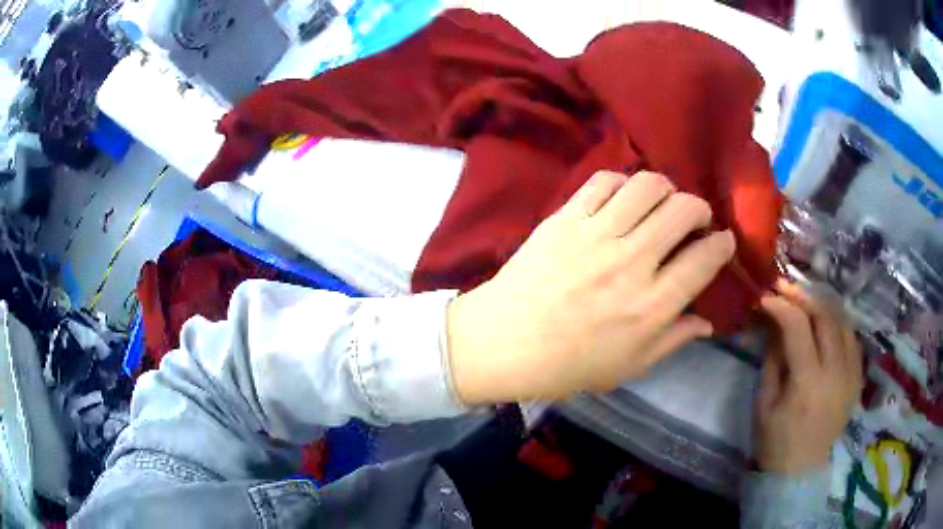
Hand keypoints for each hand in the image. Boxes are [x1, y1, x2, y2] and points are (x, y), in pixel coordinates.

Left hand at [446, 170, 735, 404]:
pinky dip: (621, 183)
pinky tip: (622, 199)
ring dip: (665, 188)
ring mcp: (596, 235)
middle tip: (695, 219)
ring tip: (662, 202)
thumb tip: (707, 322)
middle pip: (683, 210)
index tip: (722, 241)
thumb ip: (673, 340)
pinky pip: (603, 182)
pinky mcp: (565, 218)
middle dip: (699, 209)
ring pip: (648, 186)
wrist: (503, 343)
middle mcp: (631, 262)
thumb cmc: (567, 365)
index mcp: (651, 306)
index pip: (705, 259)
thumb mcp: (628, 366)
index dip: (722, 244)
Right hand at [755, 281, 862, 474]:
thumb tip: (774, 321)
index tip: (766, 295)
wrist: (800, 471)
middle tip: (785, 288)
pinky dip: (838, 323)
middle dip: (804, 296)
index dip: (782, 305)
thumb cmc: (775, 441)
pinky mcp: (858, 378)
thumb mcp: (765, 401)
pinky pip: (851, 338)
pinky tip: (825, 323)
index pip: (799, 327)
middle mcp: (836, 372)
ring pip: (843, 321)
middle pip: (826, 316)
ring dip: (823, 305)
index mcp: (808, 382)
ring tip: (805, 300)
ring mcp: (852, 374)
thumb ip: (773, 357)